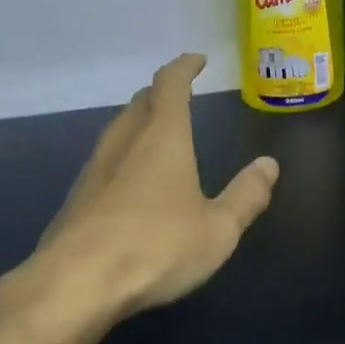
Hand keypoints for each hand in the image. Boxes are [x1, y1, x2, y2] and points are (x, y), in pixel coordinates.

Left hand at [33, 54, 279, 320]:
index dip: (184, 67)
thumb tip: (269, 165)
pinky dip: (124, 155)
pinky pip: (105, 161)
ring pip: (118, 129)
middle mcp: (125, 142)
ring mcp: (94, 169)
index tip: (197, 60)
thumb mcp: (218, 229)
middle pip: (140, 102)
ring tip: (158, 133)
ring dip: (139, 122)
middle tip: (180, 95)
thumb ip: (247, 195)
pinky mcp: (76, 198)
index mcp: (162, 137)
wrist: (76, 283)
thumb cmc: (156, 247)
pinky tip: (131, 181)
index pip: (170, 84)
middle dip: (161, 93)